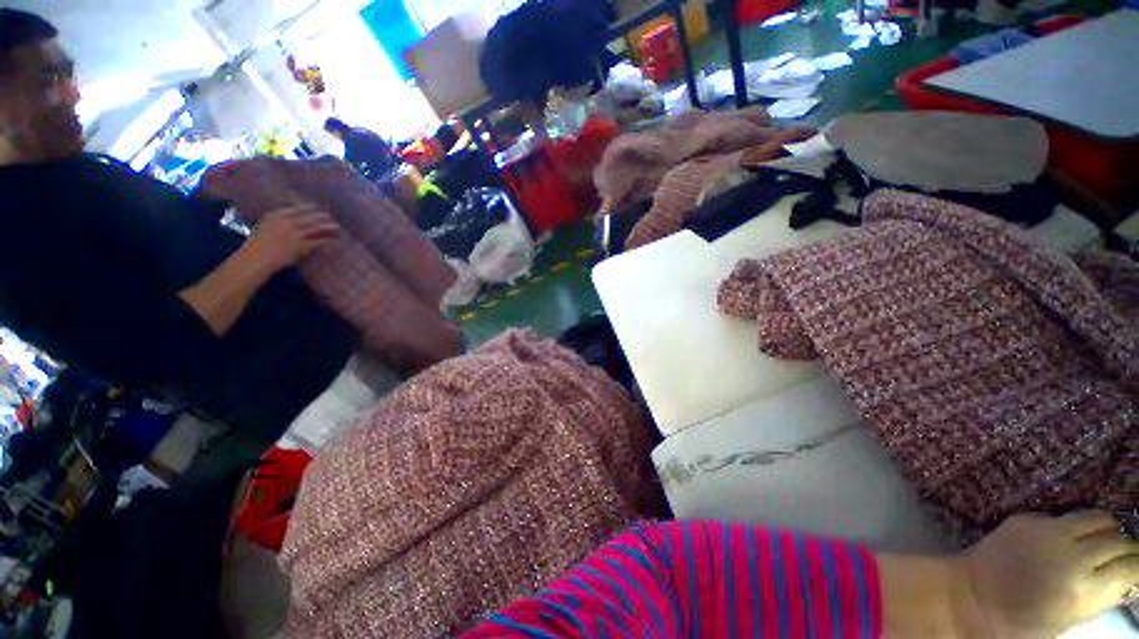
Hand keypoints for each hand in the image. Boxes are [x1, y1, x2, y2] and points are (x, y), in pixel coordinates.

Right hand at [243, 204, 339, 272]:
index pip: (298, 209)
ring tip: (337, 227)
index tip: (318, 207)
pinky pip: (318, 241)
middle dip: (322, 216)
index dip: (310, 208)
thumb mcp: (265, 225)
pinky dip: (326, 240)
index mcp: (276, 215)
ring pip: (317, 228)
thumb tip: (293, 217)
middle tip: (331, 217)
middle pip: (310, 217)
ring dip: (328, 227)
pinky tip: (332, 239)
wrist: (256, 258)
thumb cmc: (258, 243)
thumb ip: (279, 220)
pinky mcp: (301, 246)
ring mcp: (295, 234)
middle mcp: (287, 222)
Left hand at [956, 511, 1138, 637]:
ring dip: (1107, 529)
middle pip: (1116, 540)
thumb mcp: (1068, 618)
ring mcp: (1048, 529)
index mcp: (1083, 586)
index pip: (1129, 567)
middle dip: (1127, 547)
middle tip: (1127, 555)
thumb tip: (1122, 581)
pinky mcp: (1027, 518)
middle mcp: (1071, 552)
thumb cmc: (1019, 621)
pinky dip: (1074, 526)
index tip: (1138, 568)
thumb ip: (1098, 597)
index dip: (1138, 566)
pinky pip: (1062, 517)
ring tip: (1106, 540)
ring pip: (1096, 518)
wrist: (970, 596)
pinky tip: (1071, 538)